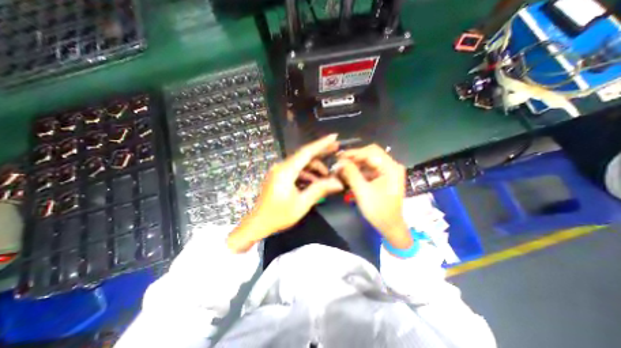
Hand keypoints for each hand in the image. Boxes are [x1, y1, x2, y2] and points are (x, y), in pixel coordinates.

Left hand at [228, 133, 344, 252]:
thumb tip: (338, 183)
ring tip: (327, 176)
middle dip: (321, 152)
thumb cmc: (278, 215)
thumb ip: (320, 190)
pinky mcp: (279, 176)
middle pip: (304, 155)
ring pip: (301, 163)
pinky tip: (314, 181)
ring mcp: (279, 171)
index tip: (333, 137)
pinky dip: (307, 174)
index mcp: (286, 171)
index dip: (321, 144)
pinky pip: (296, 170)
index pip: (306, 152)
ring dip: (315, 167)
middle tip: (336, 148)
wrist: (258, 223)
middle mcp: (281, 167)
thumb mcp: (302, 203)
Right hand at [335, 144, 411, 249]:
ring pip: (369, 161)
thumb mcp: (362, 191)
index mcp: (391, 167)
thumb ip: (351, 173)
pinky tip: (349, 174)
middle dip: (354, 158)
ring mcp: (388, 171)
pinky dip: (359, 171)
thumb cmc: (378, 210)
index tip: (339, 157)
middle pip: (370, 154)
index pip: (371, 151)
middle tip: (339, 163)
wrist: (390, 226)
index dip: (354, 152)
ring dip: (355, 164)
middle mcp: (392, 166)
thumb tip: (340, 162)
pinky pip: (370, 169)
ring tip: (342, 169)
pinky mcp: (384, 177)